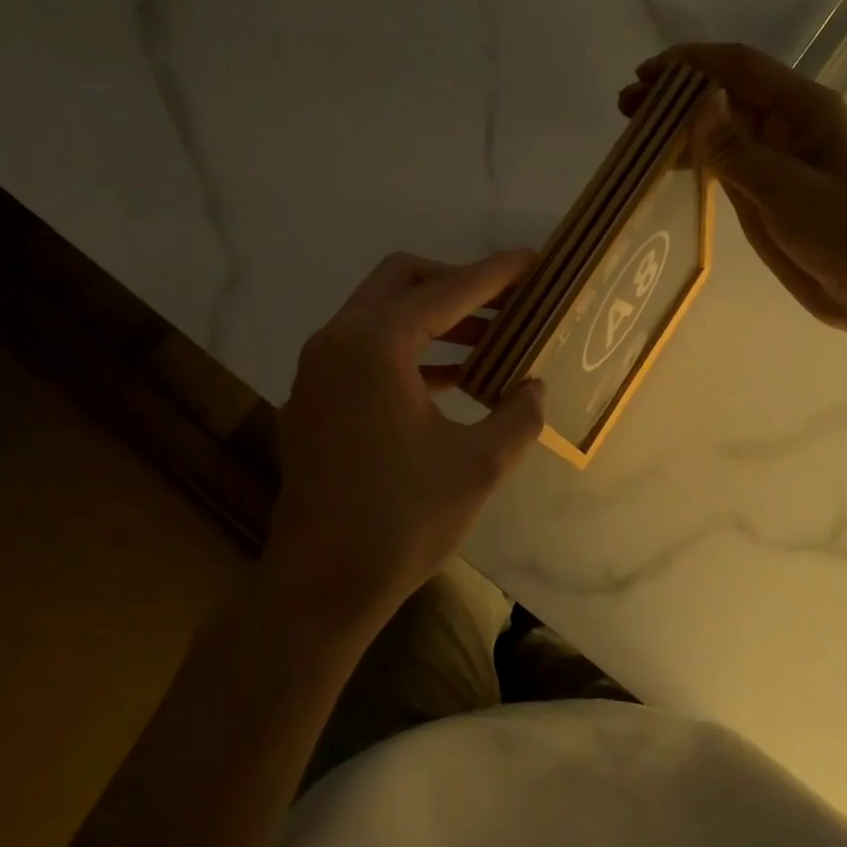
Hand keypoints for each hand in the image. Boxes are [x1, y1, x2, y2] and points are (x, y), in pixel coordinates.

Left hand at [268, 250, 545, 626]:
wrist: (320, 585)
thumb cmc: (402, 521)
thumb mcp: (479, 466)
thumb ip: (518, 415)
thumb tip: (534, 387)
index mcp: (374, 346)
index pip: (447, 291)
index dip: (495, 274)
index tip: (533, 261)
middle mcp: (337, 342)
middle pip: (401, 282)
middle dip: (456, 283)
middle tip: (504, 303)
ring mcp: (316, 371)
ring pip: (379, 315)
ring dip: (433, 319)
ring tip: (488, 341)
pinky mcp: (312, 399)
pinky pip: (364, 350)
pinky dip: (407, 350)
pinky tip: (450, 380)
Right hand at [619, 42, 846, 338]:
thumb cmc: (842, 233)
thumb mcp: (787, 190)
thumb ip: (738, 149)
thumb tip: (698, 103)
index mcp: (802, 108)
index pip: (739, 68)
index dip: (691, 64)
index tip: (645, 75)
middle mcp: (783, 123)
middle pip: (721, 94)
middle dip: (674, 94)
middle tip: (626, 106)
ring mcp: (769, 156)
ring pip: (715, 127)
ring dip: (675, 125)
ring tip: (631, 131)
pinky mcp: (758, 188)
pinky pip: (717, 160)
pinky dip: (688, 157)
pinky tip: (659, 161)